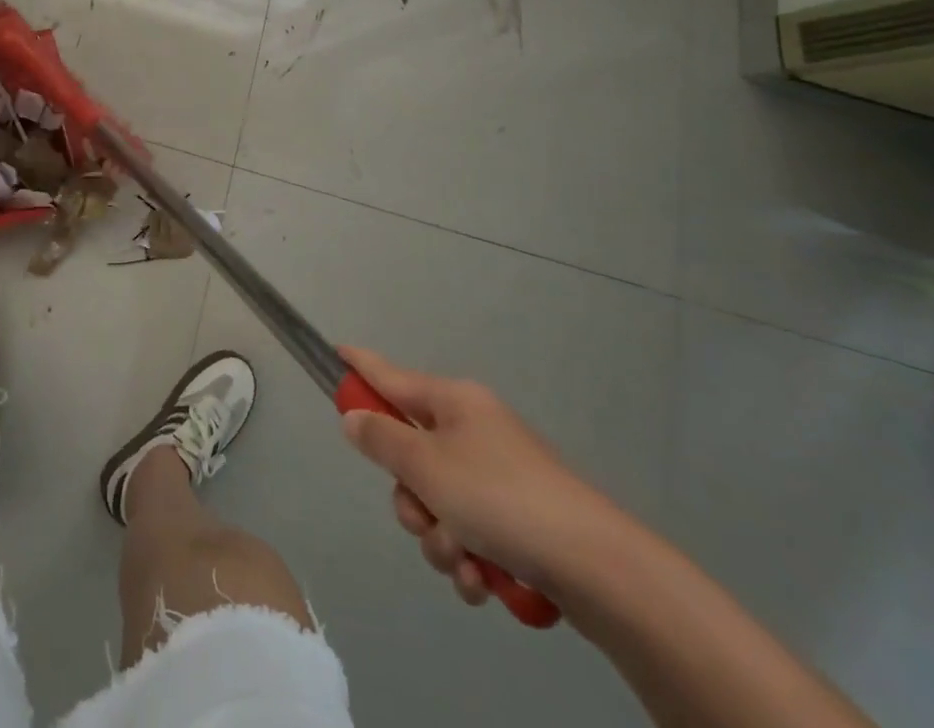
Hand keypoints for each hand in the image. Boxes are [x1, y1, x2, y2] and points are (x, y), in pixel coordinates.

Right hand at [339, 347, 624, 607]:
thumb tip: (354, 417)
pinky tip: (484, 582)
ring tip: (465, 563)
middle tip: (423, 519)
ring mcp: (498, 476)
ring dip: (440, 540)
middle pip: (410, 455)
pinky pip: (469, 534)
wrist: (597, 568)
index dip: (361, 366)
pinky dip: (469, 560)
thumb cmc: (501, 499)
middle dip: (410, 499)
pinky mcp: (518, 521)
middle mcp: (473, 431)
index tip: (336, 351)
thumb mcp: (427, 467)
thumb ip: (382, 440)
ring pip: (437, 503)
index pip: (391, 375)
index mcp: (453, 403)